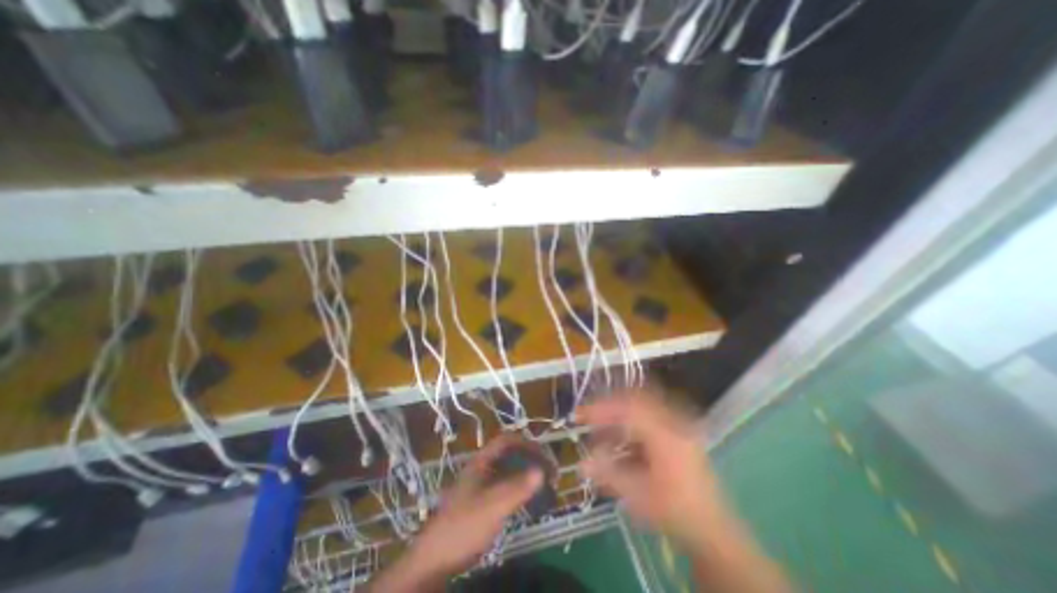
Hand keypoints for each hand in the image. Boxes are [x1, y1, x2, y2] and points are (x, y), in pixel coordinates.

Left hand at [369, 434, 539, 589]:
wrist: (434, 561)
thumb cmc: (463, 526)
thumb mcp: (493, 506)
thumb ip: (517, 488)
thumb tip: (541, 471)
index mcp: (481, 462)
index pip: (506, 440)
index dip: (525, 442)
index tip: (543, 454)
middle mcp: (481, 469)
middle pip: (509, 455)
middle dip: (529, 459)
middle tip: (548, 472)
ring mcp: (480, 486)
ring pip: (508, 472)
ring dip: (526, 475)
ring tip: (543, 486)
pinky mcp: (481, 503)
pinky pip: (505, 488)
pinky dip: (519, 489)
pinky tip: (528, 501)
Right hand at [576, 390, 726, 550]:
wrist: (712, 529)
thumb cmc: (674, 512)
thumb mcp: (638, 496)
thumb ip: (607, 474)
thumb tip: (580, 463)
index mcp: (665, 434)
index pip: (626, 408)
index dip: (600, 409)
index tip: (580, 414)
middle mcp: (673, 422)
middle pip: (635, 399)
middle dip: (609, 405)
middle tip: (590, 415)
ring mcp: (678, 424)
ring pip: (642, 404)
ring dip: (619, 412)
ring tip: (603, 427)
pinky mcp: (679, 430)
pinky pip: (650, 413)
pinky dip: (631, 419)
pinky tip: (622, 436)